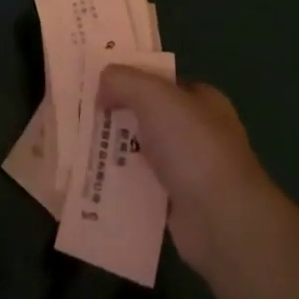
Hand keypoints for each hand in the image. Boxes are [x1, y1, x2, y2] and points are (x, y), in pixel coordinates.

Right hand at [96, 67, 272, 276]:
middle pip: (148, 116)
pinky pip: (141, 186)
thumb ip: (125, 81)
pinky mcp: (176, 204)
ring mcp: (188, 169)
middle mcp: (197, 131)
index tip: (95, 82)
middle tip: (79, 114)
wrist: (221, 219)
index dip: (129, 78)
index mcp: (201, 100)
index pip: (160, 82)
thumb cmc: (193, 146)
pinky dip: (120, 184)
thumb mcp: (155, 97)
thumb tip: (102, 82)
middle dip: (116, 115)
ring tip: (77, 146)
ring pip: (141, 152)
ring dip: (114, 151)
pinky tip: (93, 181)